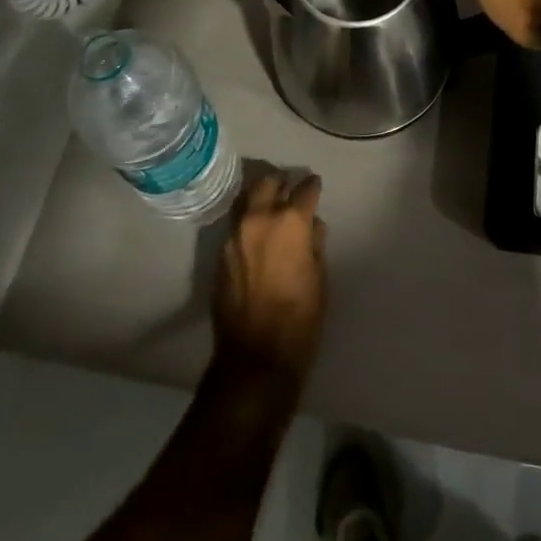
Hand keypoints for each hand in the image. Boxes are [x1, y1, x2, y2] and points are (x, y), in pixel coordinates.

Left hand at [212, 173, 327, 379]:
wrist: (255, 357)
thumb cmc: (300, 318)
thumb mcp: (320, 278)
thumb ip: (315, 243)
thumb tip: (312, 225)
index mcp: (289, 221)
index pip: (305, 189)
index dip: (312, 186)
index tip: (315, 186)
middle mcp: (259, 218)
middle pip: (268, 183)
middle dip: (281, 182)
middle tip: (289, 189)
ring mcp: (235, 234)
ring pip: (246, 200)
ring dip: (260, 197)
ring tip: (270, 206)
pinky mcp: (220, 253)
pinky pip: (236, 226)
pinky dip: (247, 222)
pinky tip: (256, 235)